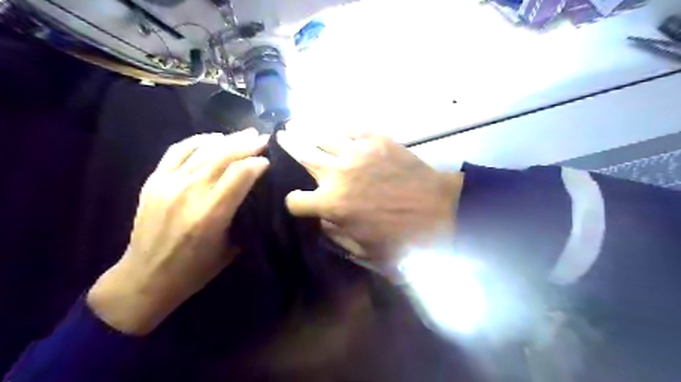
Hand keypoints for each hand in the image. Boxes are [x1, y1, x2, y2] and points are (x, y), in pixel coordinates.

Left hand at [86, 128, 270, 334]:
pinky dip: (198, 140)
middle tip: (263, 137)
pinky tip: (214, 138)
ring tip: (244, 134)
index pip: (240, 174)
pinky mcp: (154, 180)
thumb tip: (255, 190)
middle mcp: (190, 193)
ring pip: (203, 150)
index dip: (258, 162)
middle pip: (223, 156)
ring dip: (228, 139)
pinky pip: (178, 150)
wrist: (145, 277)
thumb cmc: (195, 269)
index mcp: (211, 214)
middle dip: (247, 144)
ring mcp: (168, 183)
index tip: (269, 160)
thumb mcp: (231, 247)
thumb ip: (243, 215)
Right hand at [276, 129, 461, 272]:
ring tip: (298, 123)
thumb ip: (335, 233)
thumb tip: (322, 219)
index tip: (300, 202)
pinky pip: (352, 128)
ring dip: (307, 129)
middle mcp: (338, 173)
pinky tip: (334, 126)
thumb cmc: (402, 237)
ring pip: (323, 135)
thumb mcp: (363, 249)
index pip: (295, 200)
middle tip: (281, 135)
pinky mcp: (378, 140)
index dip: (294, 203)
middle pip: (303, 153)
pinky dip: (340, 127)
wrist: (440, 211)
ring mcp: (358, 152)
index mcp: (332, 204)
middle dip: (288, 144)